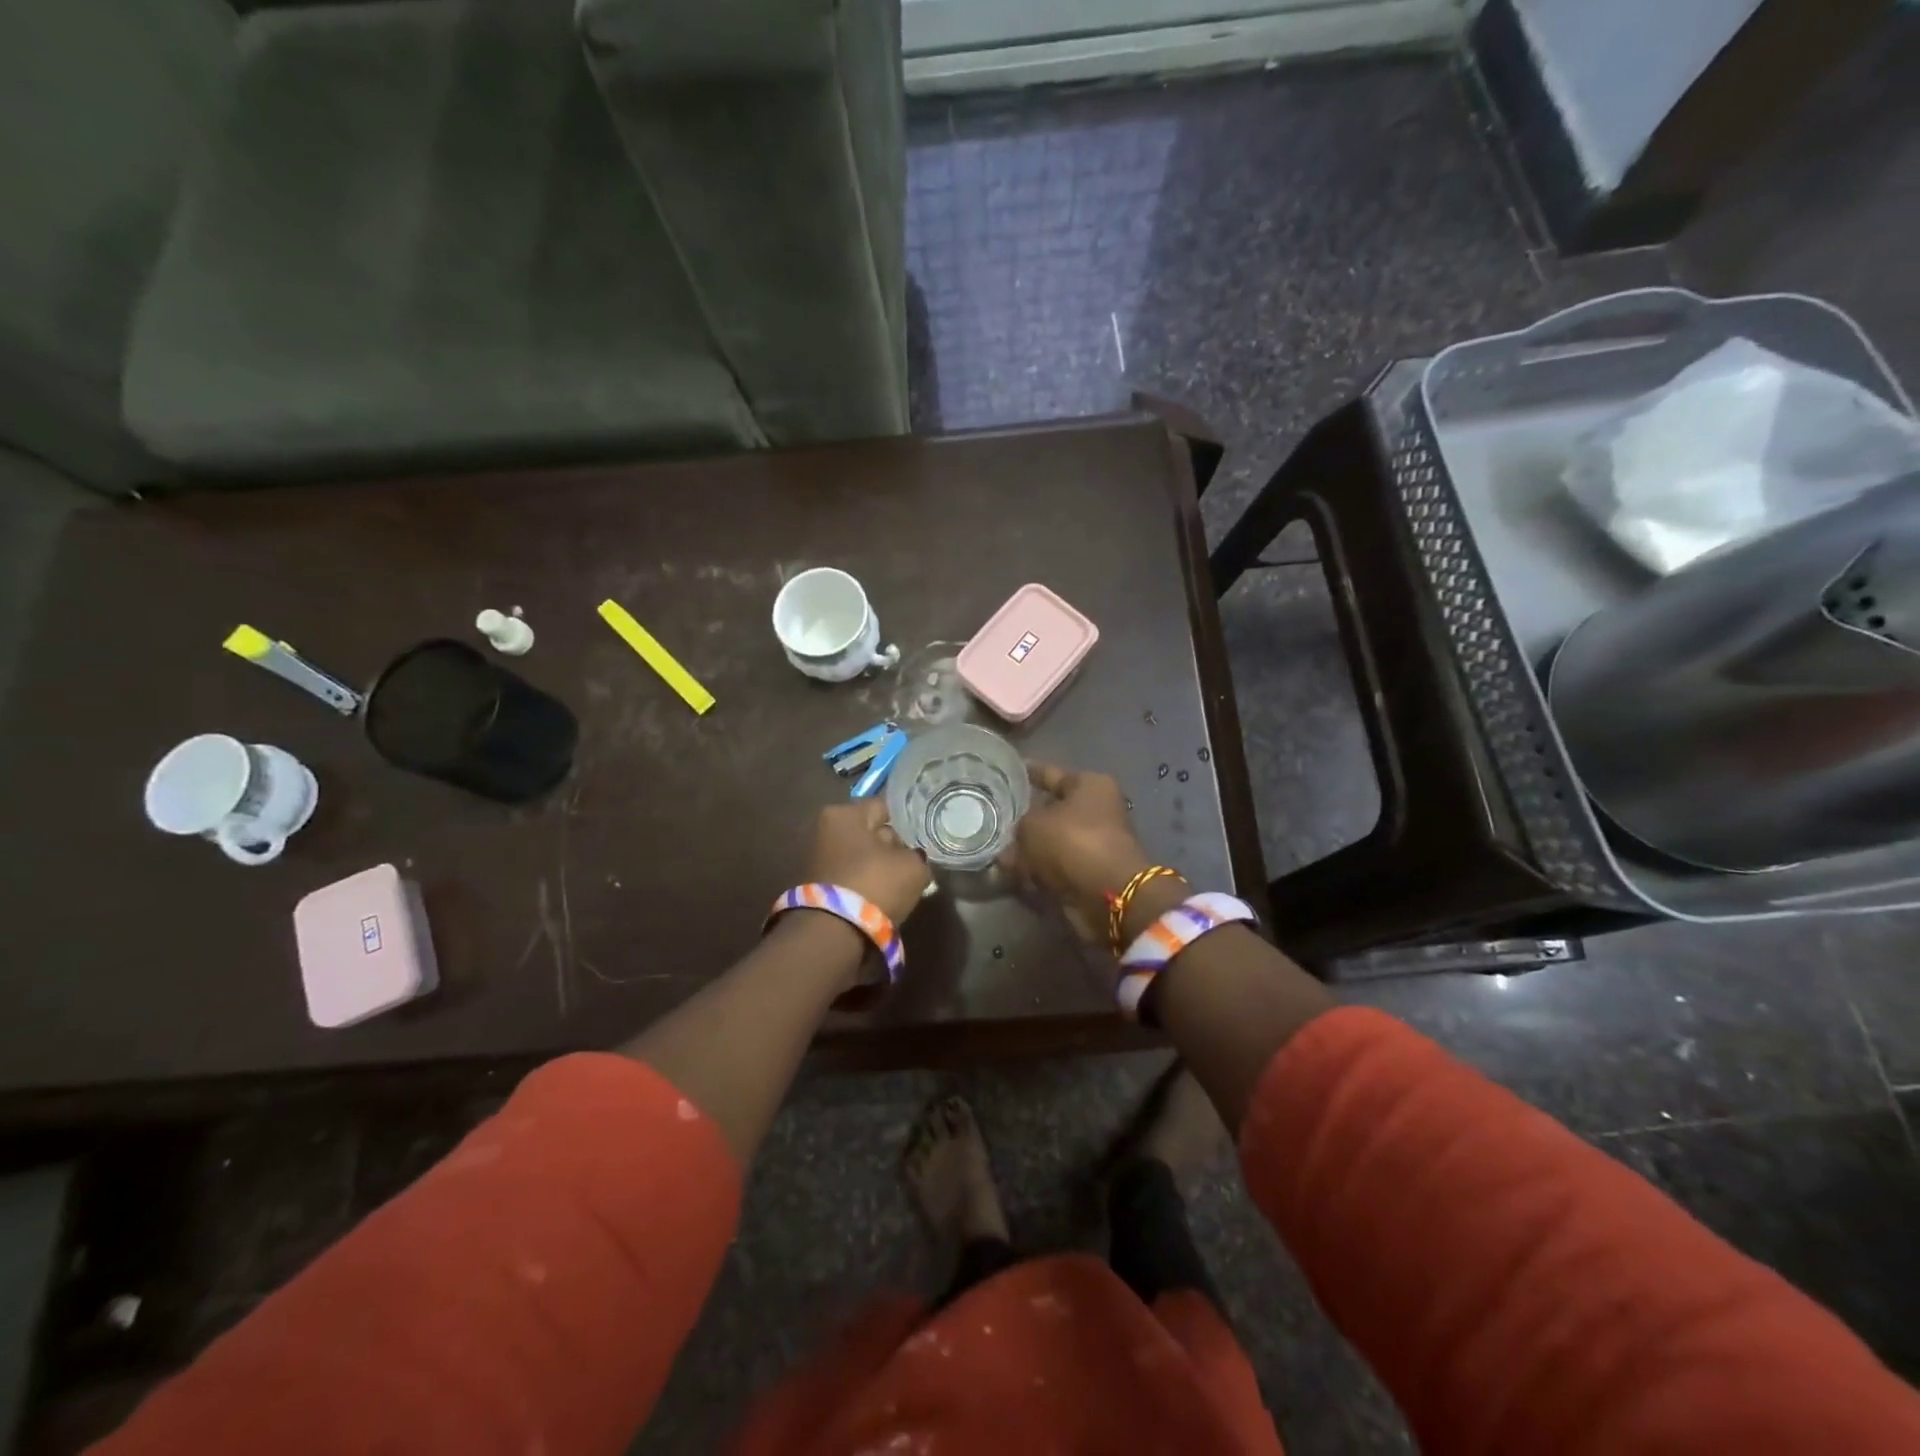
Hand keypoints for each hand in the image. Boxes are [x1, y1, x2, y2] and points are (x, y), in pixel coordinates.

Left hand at [805, 799, 931, 926]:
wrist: (832, 935)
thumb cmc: (874, 885)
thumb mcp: (913, 866)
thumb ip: (918, 855)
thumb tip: (914, 856)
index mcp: (843, 813)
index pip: (885, 808)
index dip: (909, 822)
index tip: (925, 838)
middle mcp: (825, 830)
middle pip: (872, 832)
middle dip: (893, 847)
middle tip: (916, 864)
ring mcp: (818, 859)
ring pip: (863, 858)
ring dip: (880, 869)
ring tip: (903, 885)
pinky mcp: (818, 887)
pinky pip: (853, 878)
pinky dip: (867, 885)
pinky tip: (884, 898)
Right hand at [1008, 762, 1168, 943]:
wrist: (1107, 895)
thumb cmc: (1073, 842)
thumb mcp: (1033, 824)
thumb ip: (1017, 826)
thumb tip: (1011, 843)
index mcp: (1090, 786)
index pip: (1051, 774)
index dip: (1029, 773)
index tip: (1007, 772)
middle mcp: (1095, 811)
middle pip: (1050, 810)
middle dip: (1023, 819)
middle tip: (993, 819)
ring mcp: (1093, 844)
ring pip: (1049, 842)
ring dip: (1026, 849)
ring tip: (995, 852)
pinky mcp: (1087, 873)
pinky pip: (1053, 867)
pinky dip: (1035, 871)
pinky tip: (1009, 874)